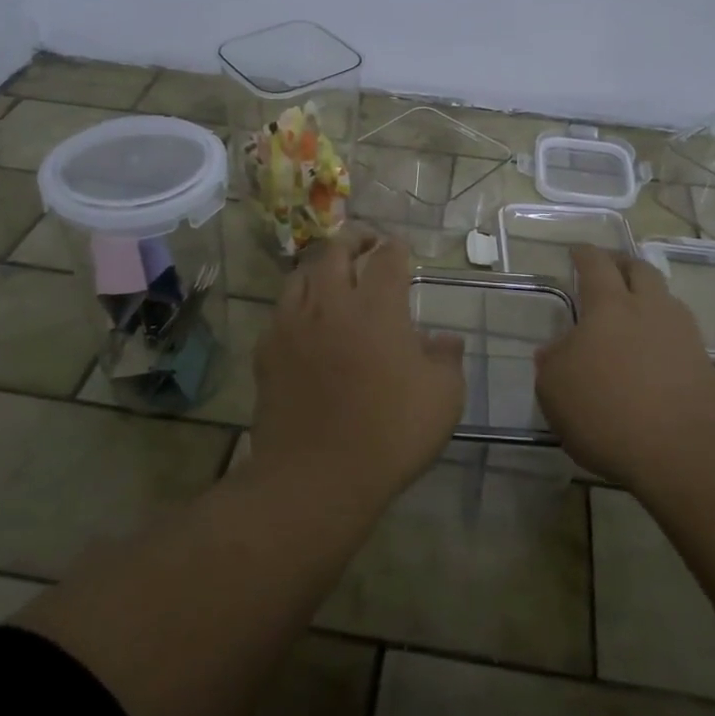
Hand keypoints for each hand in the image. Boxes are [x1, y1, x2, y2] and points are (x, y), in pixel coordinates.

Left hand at [249, 227, 465, 511]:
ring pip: (301, 274)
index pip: (386, 257)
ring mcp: (293, 324)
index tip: (400, 249)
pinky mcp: (267, 350)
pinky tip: (305, 320)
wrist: (316, 477)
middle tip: (365, 243)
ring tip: (332, 274)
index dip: (396, 248)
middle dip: (354, 239)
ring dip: (320, 267)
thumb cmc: (390, 433)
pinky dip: (296, 304)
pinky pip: (280, 311)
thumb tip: (446, 339)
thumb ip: (447, 359)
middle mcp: (331, 302)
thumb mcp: (443, 398)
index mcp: (377, 306)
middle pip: (336, 251)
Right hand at [534, 246, 714, 489]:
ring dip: (646, 297)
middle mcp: (650, 308)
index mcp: (610, 305)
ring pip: (664, 299)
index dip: (584, 254)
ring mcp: (684, 334)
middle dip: (622, 264)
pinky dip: (662, 333)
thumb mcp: (555, 389)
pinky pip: (679, 334)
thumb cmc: (607, 413)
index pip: (596, 264)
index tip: (577, 250)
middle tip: (608, 270)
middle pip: (639, 270)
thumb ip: (553, 361)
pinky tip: (651, 353)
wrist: (685, 454)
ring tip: (631, 312)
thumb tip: (558, 349)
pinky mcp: (704, 364)